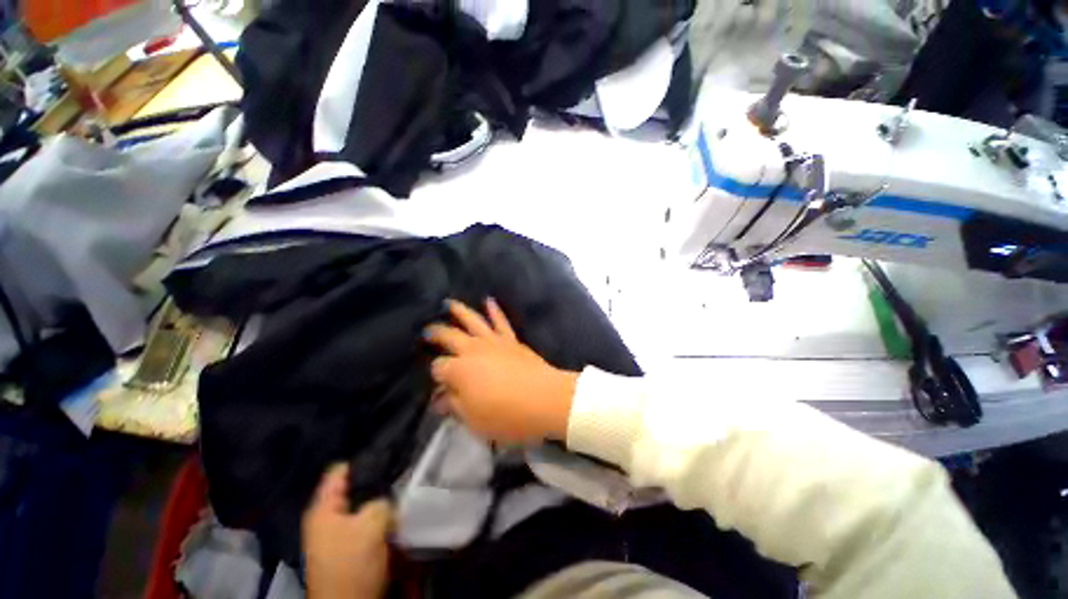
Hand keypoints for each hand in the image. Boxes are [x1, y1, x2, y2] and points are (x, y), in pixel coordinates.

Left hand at [302, 464, 392, 598]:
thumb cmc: (351, 563)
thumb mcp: (371, 524)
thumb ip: (381, 501)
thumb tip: (387, 497)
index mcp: (323, 508)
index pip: (340, 471)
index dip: (363, 460)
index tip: (387, 452)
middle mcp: (327, 517)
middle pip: (353, 488)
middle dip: (376, 481)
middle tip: (401, 471)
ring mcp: (337, 534)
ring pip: (363, 506)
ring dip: (381, 501)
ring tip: (403, 490)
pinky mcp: (349, 547)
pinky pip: (367, 522)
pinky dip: (380, 517)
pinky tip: (396, 514)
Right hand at [424, 299, 578, 442]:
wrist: (545, 399)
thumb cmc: (507, 415)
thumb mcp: (473, 420)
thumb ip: (454, 405)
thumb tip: (439, 398)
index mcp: (459, 370)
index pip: (438, 367)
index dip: (436, 375)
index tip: (439, 386)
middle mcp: (473, 350)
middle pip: (450, 336)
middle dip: (437, 333)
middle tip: (427, 330)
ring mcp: (493, 341)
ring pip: (473, 321)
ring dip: (460, 311)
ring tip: (449, 303)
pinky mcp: (511, 340)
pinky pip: (500, 321)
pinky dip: (494, 310)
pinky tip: (489, 300)